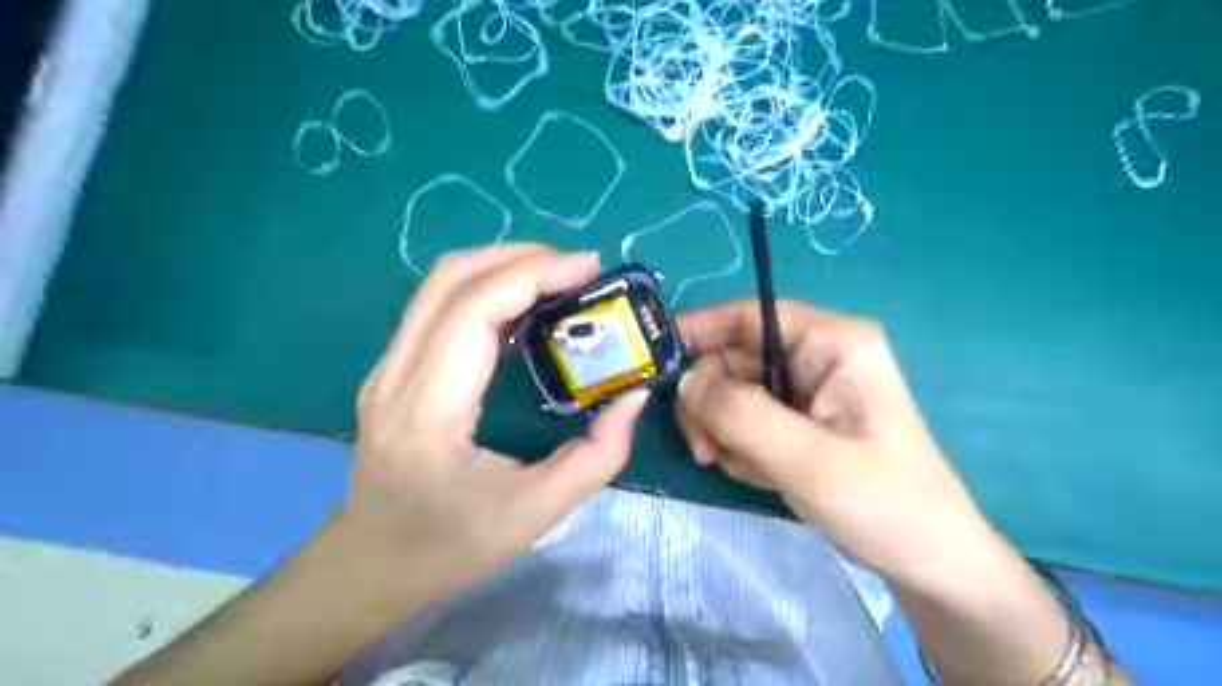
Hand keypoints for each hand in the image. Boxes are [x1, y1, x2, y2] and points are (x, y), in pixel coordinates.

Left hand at [331, 244, 646, 609]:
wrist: (368, 564)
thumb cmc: (447, 546)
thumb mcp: (535, 514)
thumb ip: (597, 456)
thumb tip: (633, 395)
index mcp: (427, 408)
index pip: (473, 309)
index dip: (533, 274)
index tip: (590, 267)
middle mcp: (396, 373)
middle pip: (451, 277)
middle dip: (522, 258)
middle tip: (580, 270)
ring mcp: (387, 366)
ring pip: (441, 283)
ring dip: (504, 266)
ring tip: (559, 280)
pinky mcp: (394, 368)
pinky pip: (440, 305)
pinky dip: (487, 288)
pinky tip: (525, 308)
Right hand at [672, 301, 1005, 595]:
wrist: (928, 562)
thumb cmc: (884, 504)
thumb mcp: (808, 459)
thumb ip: (740, 414)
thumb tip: (685, 383)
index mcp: (833, 342)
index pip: (751, 315)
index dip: (701, 329)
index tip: (658, 360)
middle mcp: (817, 356)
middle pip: (734, 357)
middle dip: (710, 400)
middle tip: (702, 447)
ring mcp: (807, 390)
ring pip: (733, 391)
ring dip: (721, 428)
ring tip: (730, 465)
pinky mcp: (799, 420)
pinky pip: (746, 419)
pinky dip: (738, 445)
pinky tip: (754, 473)